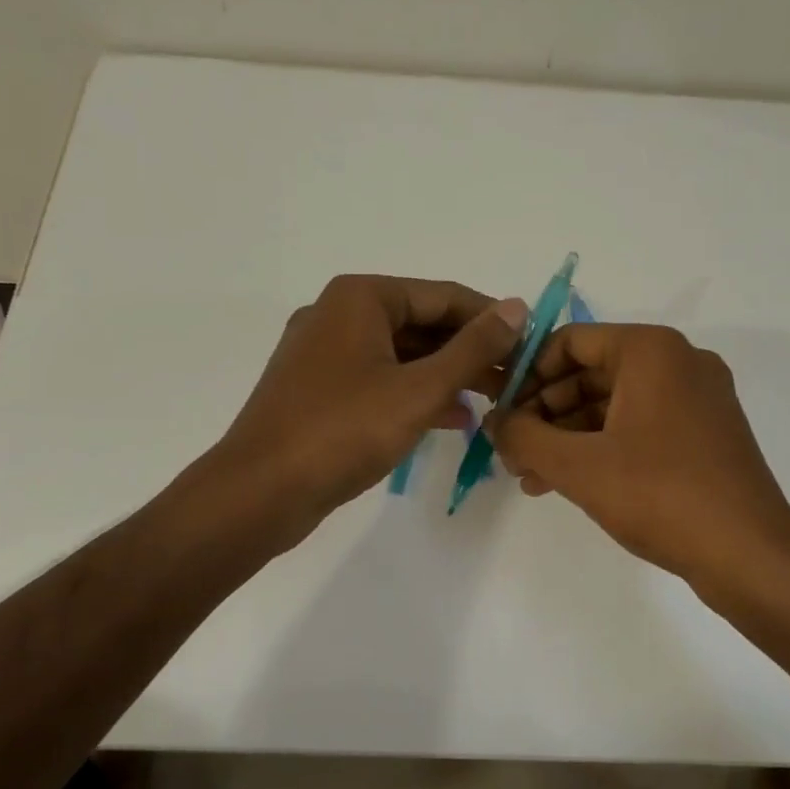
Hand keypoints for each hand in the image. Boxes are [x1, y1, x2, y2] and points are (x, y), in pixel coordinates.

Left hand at [214, 275, 528, 533]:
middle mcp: (339, 314)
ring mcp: (325, 352)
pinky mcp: (319, 389)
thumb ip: (473, 348)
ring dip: (447, 376)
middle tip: (514, 380)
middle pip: (422, 323)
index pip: (444, 296)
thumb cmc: (344, 431)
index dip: (491, 320)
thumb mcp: (420, 388)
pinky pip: (380, 379)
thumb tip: (517, 307)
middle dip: (470, 352)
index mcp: (361, 298)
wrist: (259, 492)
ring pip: (402, 354)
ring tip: (492, 401)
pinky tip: (451, 419)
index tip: (530, 346)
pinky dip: (415, 394)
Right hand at [486, 324, 789, 589]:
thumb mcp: (579, 466)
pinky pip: (640, 426)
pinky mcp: (705, 434)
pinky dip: (603, 448)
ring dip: (569, 436)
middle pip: (591, 373)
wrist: (749, 553)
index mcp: (652, 351)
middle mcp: (679, 362)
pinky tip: (568, 483)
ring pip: (614, 404)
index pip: (571, 342)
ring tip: (531, 476)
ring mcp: (697, 399)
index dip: (527, 374)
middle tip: (512, 450)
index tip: (501, 411)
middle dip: (545, 413)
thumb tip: (495, 422)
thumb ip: (525, 437)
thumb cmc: (660, 495)